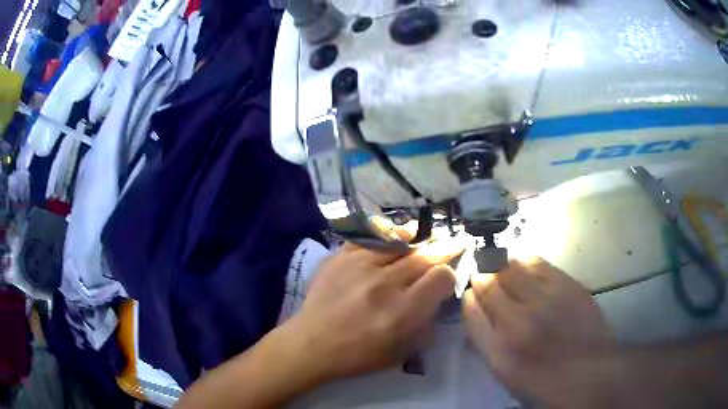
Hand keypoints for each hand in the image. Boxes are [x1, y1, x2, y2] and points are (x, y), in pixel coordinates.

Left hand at [285, 235, 465, 381]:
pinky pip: (370, 237)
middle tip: (457, 239)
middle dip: (445, 247)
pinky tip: (395, 235)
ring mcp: (359, 266)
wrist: (311, 344)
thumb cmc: (358, 355)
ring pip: (400, 241)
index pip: (440, 277)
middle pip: (425, 255)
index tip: (446, 279)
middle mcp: (384, 284)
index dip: (449, 276)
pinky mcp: (340, 257)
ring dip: (419, 239)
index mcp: (402, 311)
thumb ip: (424, 324)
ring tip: (426, 236)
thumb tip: (437, 297)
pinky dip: (386, 234)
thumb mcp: (401, 352)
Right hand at [462, 257, 615, 407]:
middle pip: (488, 282)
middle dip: (482, 277)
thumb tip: (474, 308)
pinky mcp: (567, 284)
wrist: (590, 370)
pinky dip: (525, 262)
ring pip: (511, 266)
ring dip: (502, 266)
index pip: (471, 308)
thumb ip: (485, 340)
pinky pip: (537, 262)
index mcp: (500, 349)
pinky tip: (526, 268)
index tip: (473, 295)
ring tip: (505, 272)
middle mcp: (520, 320)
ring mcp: (546, 299)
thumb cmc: (543, 379)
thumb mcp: (504, 372)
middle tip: (486, 278)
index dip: (469, 297)